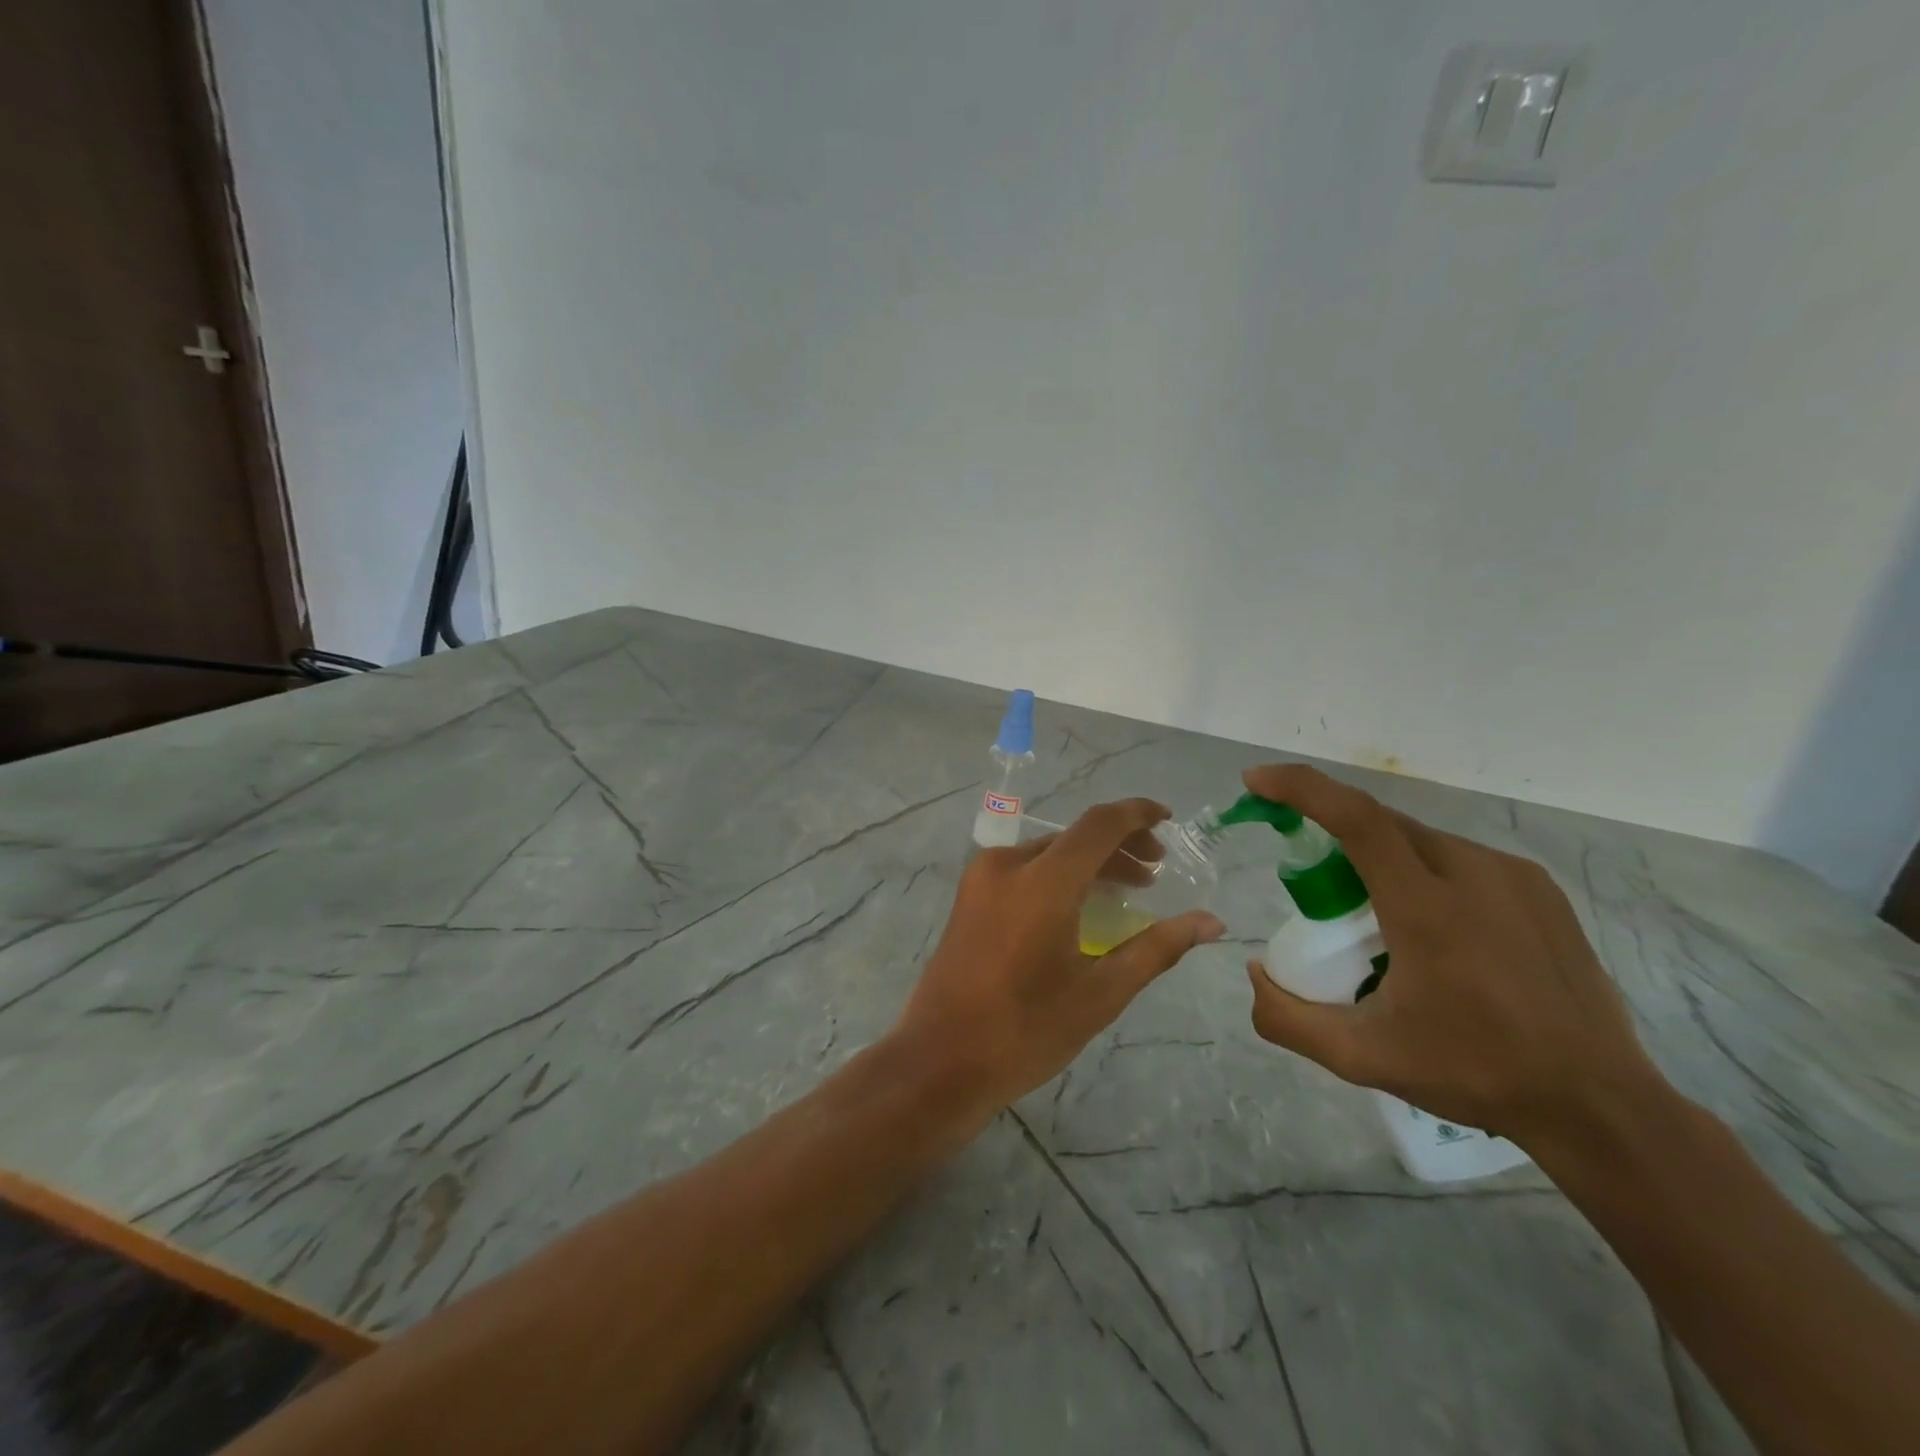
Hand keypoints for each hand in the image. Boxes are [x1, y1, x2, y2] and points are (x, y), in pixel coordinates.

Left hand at [895, 798, 1224, 1121]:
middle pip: (1074, 838)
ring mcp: (981, 878)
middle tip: (1156, 872)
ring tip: (1126, 889)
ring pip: (1048, 852)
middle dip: (1119, 846)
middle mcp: (1007, 864)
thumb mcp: (1100, 993)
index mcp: (1042, 881)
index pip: (1099, 824)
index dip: (1137, 814)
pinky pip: (1024, 869)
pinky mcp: (969, 896)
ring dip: (1089, 862)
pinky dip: (1059, 875)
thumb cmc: (1026, 1031)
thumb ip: (1157, 948)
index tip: (1168, 819)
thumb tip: (1210, 922)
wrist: (940, 1060)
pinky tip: (1079, 904)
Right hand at [1241, 763, 1663, 1147]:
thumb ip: (1288, 1018)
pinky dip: (1420, 870)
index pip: (1355, 819)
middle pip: (1380, 823)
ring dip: (1377, 856)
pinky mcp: (1538, 887)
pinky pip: (1457, 856)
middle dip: (1330, 830)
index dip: (1301, 788)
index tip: (1257, 782)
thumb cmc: (1474, 1072)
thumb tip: (1256, 971)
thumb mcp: (1362, 1058)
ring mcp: (1512, 875)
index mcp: (1427, 909)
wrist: (1597, 1103)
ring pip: (1418, 839)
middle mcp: (1472, 873)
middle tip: (1311, 880)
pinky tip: (1431, 924)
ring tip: (1376, 916)